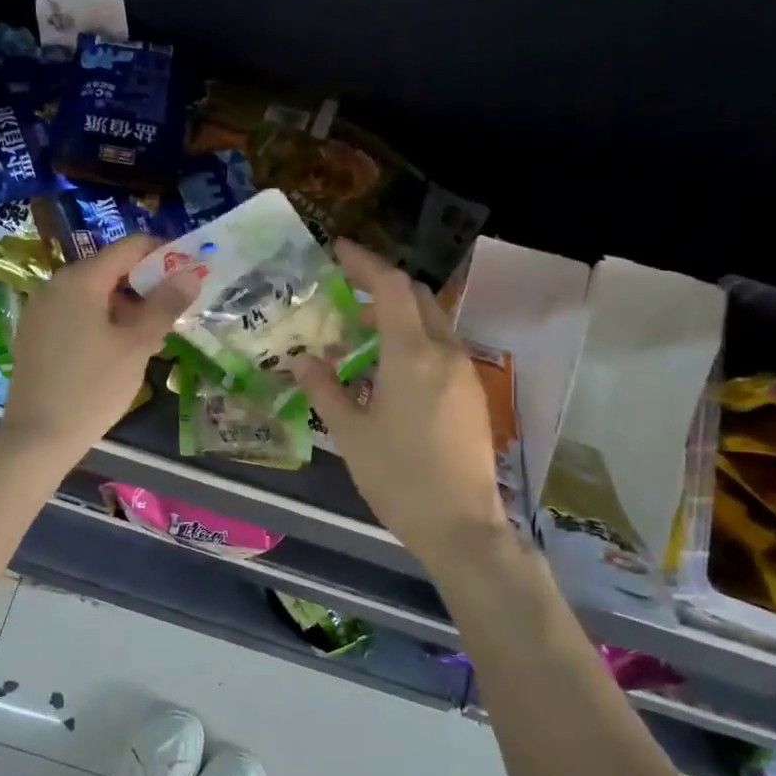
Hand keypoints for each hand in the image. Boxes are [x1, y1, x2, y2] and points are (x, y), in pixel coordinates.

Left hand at [0, 234, 199, 463]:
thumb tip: (191, 273)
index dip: (163, 255)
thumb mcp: (137, 346)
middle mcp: (55, 285)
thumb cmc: (93, 387)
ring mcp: (40, 310)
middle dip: (144, 287)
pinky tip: (114, 353)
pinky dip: (99, 322)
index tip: (187, 275)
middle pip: (109, 270)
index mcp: (81, 280)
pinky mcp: (34, 335)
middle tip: (170, 315)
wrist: (38, 437)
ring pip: (92, 295)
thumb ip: (165, 305)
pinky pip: (74, 315)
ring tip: (147, 340)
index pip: (129, 248)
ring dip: (124, 308)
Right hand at [292, 240, 509, 564]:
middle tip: (347, 298)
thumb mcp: (350, 434)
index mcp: (412, 354)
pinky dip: (414, 343)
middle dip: (382, 289)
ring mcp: (465, 373)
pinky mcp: (473, 395)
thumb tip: (302, 360)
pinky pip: (441, 350)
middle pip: (417, 298)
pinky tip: (390, 373)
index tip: (339, 250)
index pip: (391, 287)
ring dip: (399, 318)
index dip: (365, 262)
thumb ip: (325, 389)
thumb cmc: (398, 478)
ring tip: (361, 339)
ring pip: (432, 324)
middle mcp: (445, 352)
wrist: (461, 525)